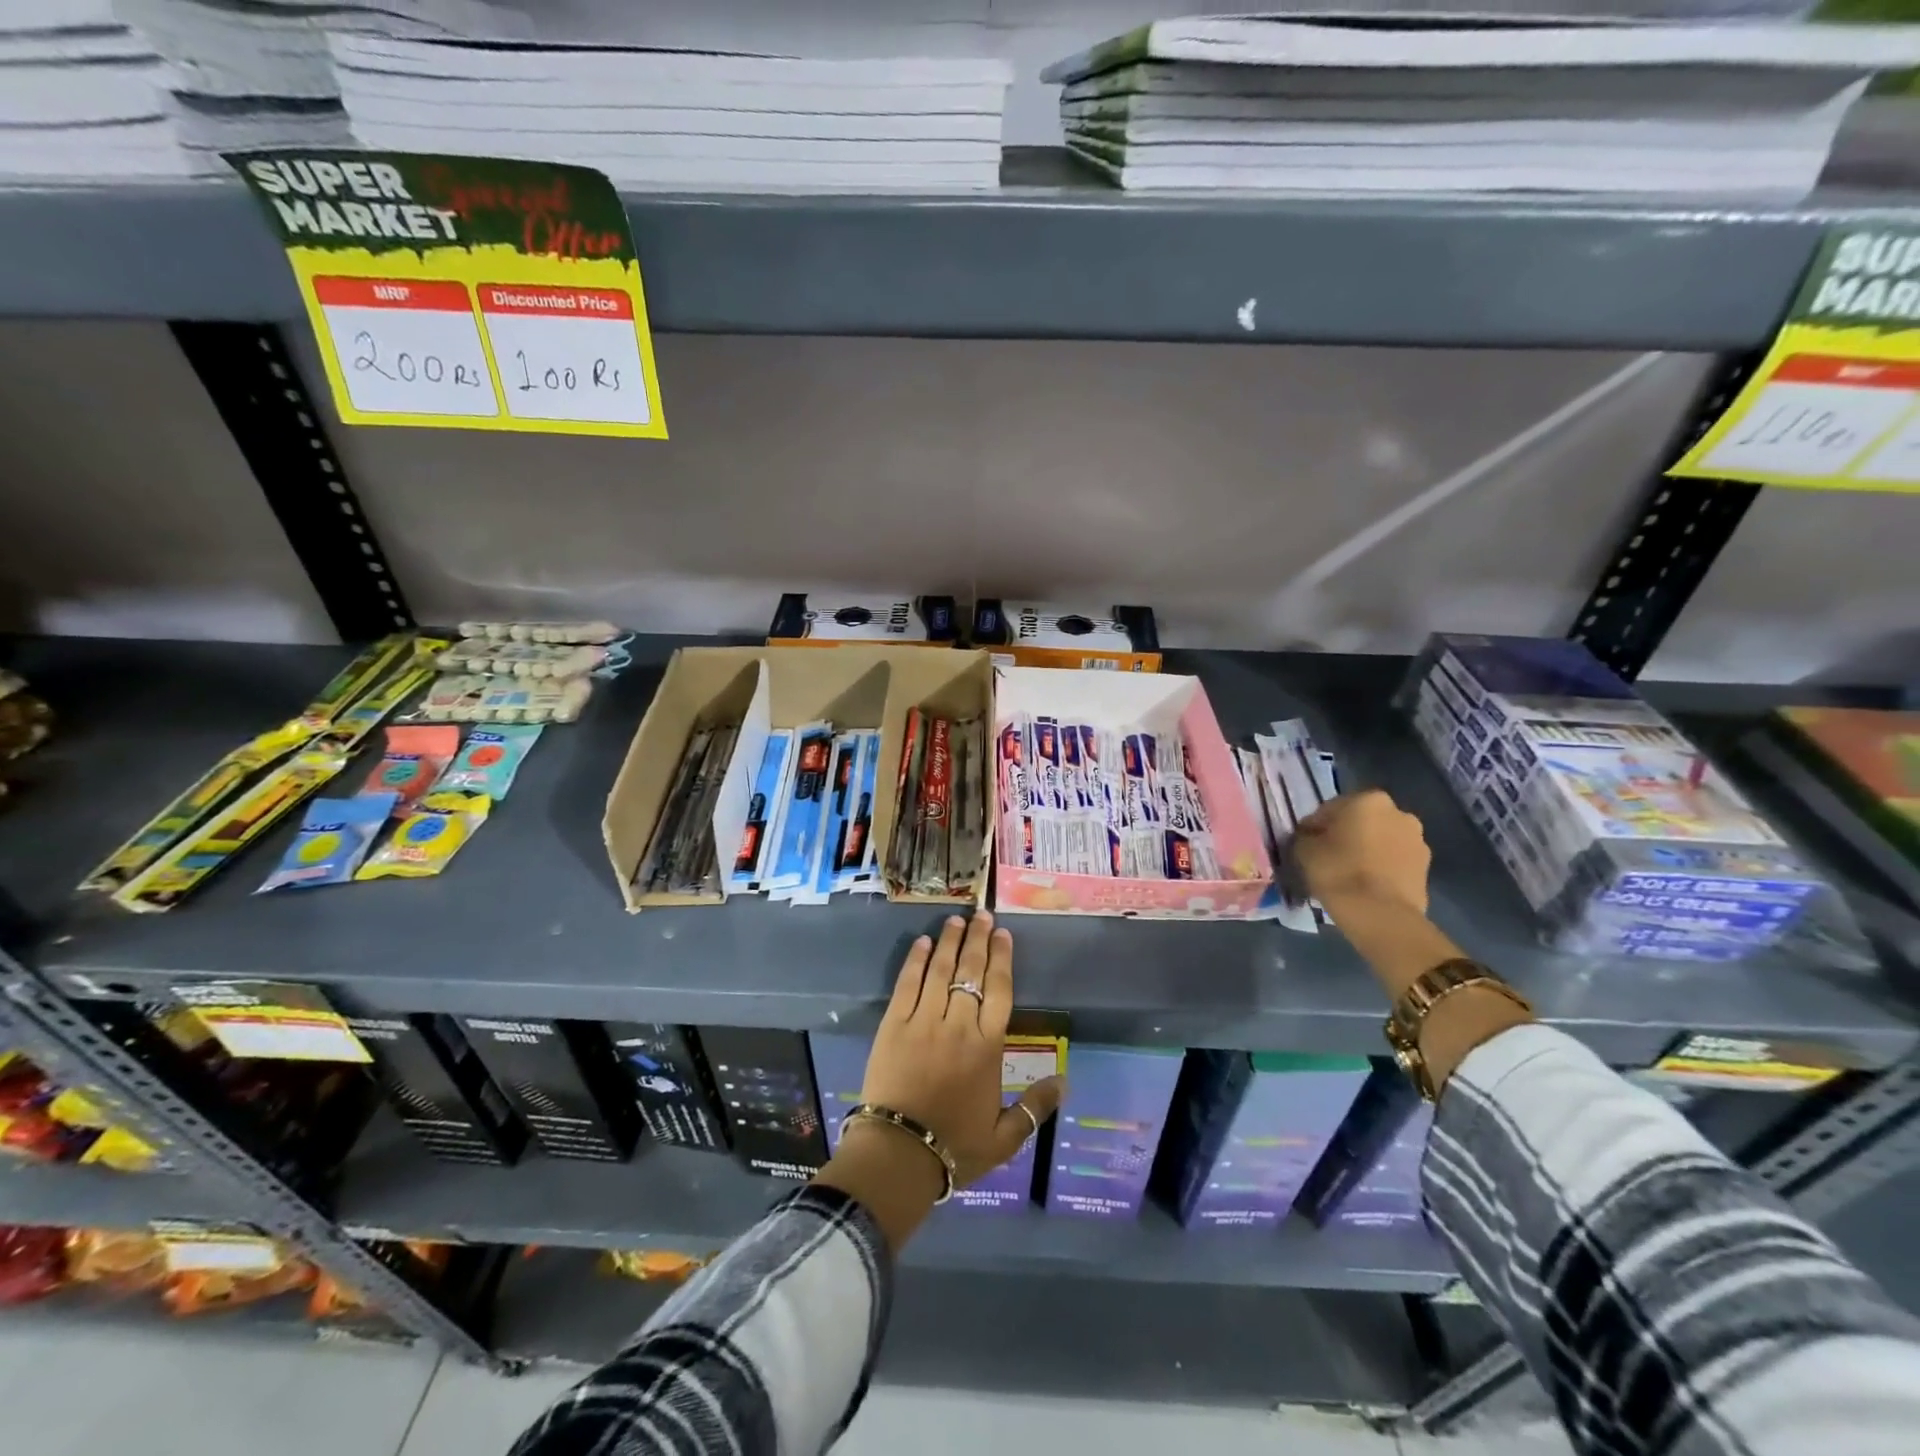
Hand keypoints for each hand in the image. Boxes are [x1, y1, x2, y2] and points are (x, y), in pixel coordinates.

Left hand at [860, 911, 1063, 1187]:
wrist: (899, 1154)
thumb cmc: (955, 1147)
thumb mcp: (1004, 1138)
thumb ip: (1035, 1108)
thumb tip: (1066, 1081)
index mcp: (988, 1048)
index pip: (1000, 991)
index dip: (1002, 959)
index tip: (1003, 934)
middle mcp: (959, 1026)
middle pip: (971, 972)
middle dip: (978, 940)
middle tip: (982, 914)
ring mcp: (923, 1021)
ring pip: (941, 971)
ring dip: (949, 942)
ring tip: (956, 919)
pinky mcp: (893, 1024)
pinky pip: (907, 984)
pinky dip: (916, 961)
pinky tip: (923, 943)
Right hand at [1294, 789, 1430, 915]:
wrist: (1381, 915)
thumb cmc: (1338, 872)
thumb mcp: (1304, 850)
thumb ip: (1306, 837)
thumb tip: (1311, 837)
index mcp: (1367, 800)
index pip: (1331, 808)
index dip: (1316, 826)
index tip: (1307, 844)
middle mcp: (1398, 812)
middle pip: (1362, 821)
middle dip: (1347, 834)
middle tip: (1329, 856)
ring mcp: (1417, 840)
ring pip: (1382, 840)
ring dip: (1367, 850)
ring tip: (1350, 873)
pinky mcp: (1427, 867)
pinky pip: (1395, 860)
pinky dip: (1382, 867)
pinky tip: (1367, 885)